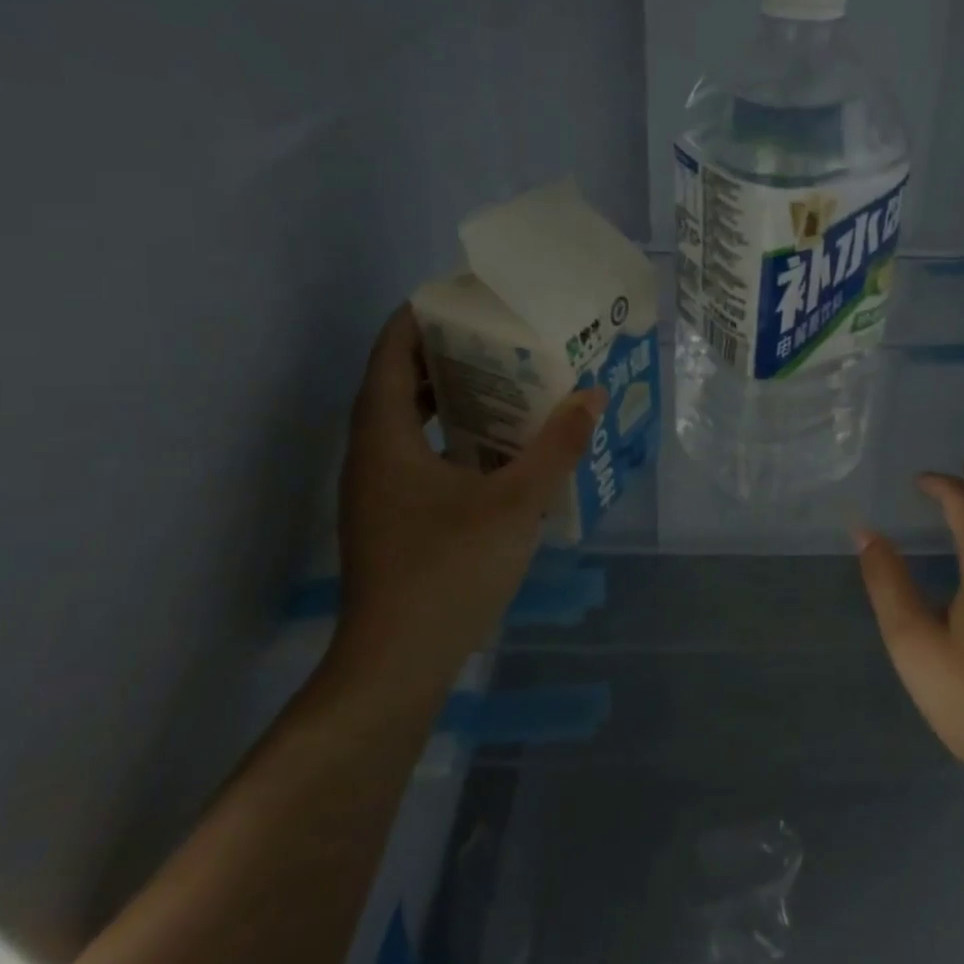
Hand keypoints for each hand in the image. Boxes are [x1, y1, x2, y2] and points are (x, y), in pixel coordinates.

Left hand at [334, 304, 604, 690]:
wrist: (395, 667)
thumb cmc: (447, 572)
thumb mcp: (514, 504)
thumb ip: (556, 448)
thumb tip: (592, 395)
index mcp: (384, 436)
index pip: (391, 351)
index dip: (420, 315)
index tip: (464, 296)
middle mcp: (372, 454)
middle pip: (400, 381)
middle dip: (446, 353)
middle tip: (501, 335)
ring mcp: (378, 490)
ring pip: (409, 421)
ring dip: (451, 396)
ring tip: (507, 379)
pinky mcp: (392, 517)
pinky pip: (419, 453)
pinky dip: (453, 436)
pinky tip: (499, 446)